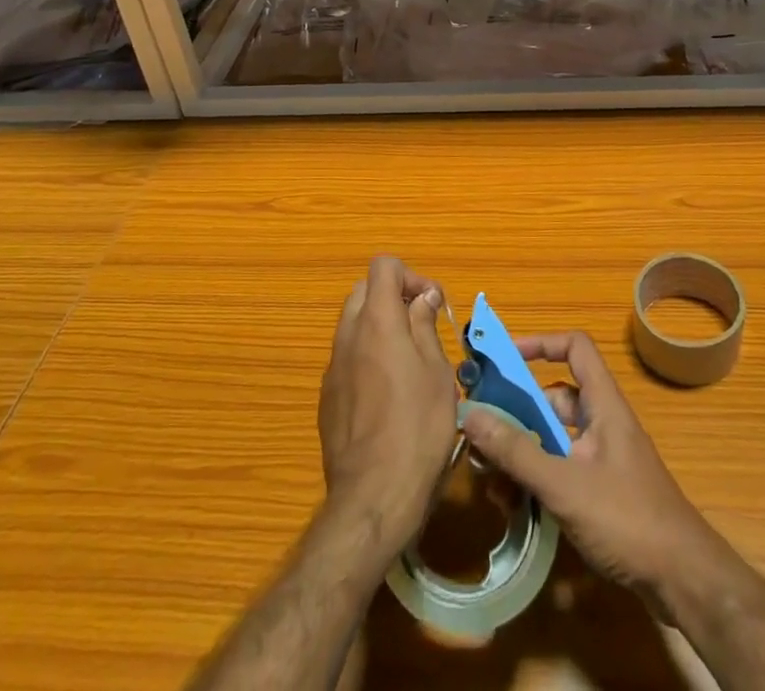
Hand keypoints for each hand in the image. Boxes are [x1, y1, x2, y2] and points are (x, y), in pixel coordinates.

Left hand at [318, 256, 458, 548]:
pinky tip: (388, 396)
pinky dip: (366, 358)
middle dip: (393, 299)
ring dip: (379, 329)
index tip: (431, 305)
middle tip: (421, 329)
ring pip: (353, 325)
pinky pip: (347, 359)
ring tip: (409, 364)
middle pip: (364, 292)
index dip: (410, 276)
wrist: (372, 498)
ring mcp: (332, 368)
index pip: (383, 266)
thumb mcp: (437, 372)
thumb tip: (421, 297)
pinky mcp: (327, 399)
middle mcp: (348, 336)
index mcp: (377, 321)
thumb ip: (425, 326)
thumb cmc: (418, 429)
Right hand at [460, 330, 723, 604]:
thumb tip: (470, 414)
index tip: (504, 358)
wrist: (684, 583)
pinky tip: (514, 507)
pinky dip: (538, 480)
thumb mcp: (565, 484)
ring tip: (489, 478)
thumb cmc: (628, 519)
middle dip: (517, 412)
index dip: (541, 343)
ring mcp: (604, 460)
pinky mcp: (603, 493)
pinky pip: (562, 470)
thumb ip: (517, 451)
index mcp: (604, 405)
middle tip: (481, 429)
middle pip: (555, 399)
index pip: (575, 348)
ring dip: (523, 452)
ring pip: (555, 439)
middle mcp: (603, 423)